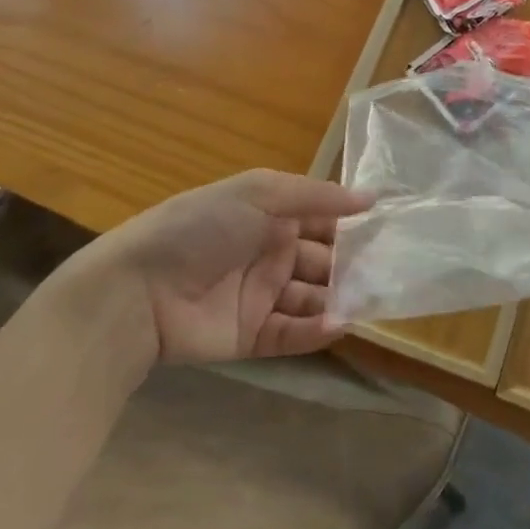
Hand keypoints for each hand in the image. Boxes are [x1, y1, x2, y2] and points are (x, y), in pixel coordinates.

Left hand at [93, 170, 371, 362]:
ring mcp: (262, 296)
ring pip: (313, 297)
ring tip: (369, 301)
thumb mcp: (259, 192)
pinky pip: (292, 332)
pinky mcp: (252, 335)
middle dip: (353, 265)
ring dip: (340, 298)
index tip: (390, 230)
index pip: (323, 220)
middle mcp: (271, 253)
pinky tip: (338, 323)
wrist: (139, 289)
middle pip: (324, 260)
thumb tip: (372, 197)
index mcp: (271, 216)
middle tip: (390, 271)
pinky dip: (316, 329)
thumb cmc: (202, 227)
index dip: (353, 225)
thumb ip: (316, 196)